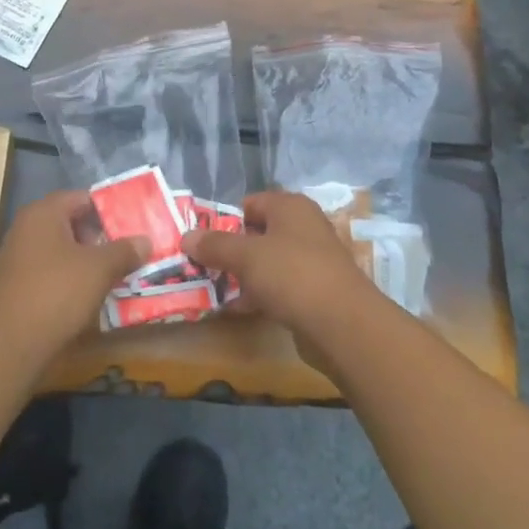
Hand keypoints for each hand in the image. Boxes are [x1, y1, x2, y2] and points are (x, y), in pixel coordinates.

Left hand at [0, 190, 146, 353]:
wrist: (10, 342)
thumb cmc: (57, 291)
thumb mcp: (100, 268)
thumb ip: (124, 250)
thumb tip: (145, 240)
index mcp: (44, 213)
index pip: (82, 198)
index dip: (109, 209)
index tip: (134, 223)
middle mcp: (27, 229)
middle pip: (72, 223)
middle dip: (101, 236)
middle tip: (130, 249)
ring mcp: (20, 258)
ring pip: (63, 251)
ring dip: (89, 260)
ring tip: (119, 273)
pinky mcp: (19, 285)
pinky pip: (53, 272)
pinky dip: (73, 279)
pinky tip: (93, 294)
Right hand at [182, 190, 379, 345]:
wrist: (343, 324)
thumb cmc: (292, 275)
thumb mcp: (246, 256)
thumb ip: (214, 245)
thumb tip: (186, 237)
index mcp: (290, 207)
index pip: (249, 203)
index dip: (223, 220)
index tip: (200, 241)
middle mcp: (303, 228)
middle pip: (256, 234)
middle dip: (228, 251)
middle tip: (200, 266)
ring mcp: (310, 261)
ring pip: (265, 263)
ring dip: (240, 276)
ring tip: (210, 290)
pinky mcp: (313, 292)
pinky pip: (277, 288)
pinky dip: (256, 296)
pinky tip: (234, 310)